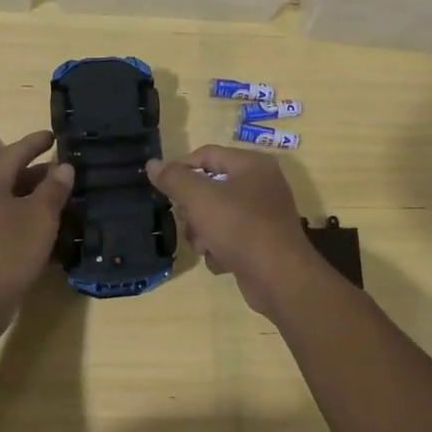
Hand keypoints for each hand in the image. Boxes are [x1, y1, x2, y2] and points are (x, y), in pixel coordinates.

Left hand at [0, 131, 73, 335]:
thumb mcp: (39, 216)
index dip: (38, 142)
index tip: (56, 135)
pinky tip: (50, 230)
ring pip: (11, 202)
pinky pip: (7, 224)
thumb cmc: (7, 249)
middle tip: (69, 172)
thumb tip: (63, 166)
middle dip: (41, 174)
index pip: (16, 151)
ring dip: (36, 201)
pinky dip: (28, 222)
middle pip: (12, 176)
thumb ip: (53, 189)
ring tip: (65, 200)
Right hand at [147, 146, 324, 315]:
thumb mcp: (199, 198)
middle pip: (211, 187)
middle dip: (193, 209)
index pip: (206, 154)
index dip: (181, 169)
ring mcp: (264, 215)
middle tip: (187, 221)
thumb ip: (174, 178)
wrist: (279, 277)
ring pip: (217, 216)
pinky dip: (222, 250)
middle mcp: (261, 184)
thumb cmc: (239, 227)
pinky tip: (222, 261)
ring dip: (204, 233)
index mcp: (251, 164)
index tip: (163, 189)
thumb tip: (153, 164)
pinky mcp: (263, 242)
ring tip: (204, 246)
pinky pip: (231, 238)